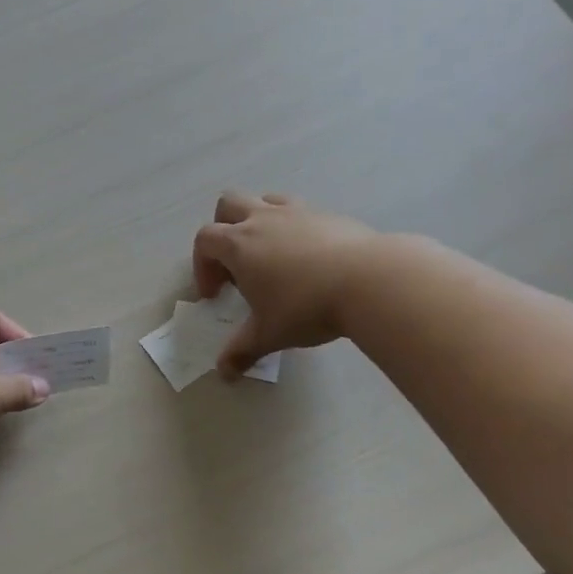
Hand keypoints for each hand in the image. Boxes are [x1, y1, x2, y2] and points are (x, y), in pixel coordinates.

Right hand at [192, 191, 382, 376]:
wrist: (370, 281)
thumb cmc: (306, 307)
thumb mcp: (268, 334)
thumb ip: (242, 351)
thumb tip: (224, 374)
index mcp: (240, 244)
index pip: (205, 240)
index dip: (202, 266)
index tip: (214, 294)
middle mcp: (264, 219)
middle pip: (228, 204)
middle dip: (223, 230)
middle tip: (235, 264)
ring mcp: (298, 212)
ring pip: (266, 200)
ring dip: (258, 221)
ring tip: (271, 255)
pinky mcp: (329, 214)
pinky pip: (300, 212)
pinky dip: (294, 229)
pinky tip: (309, 260)